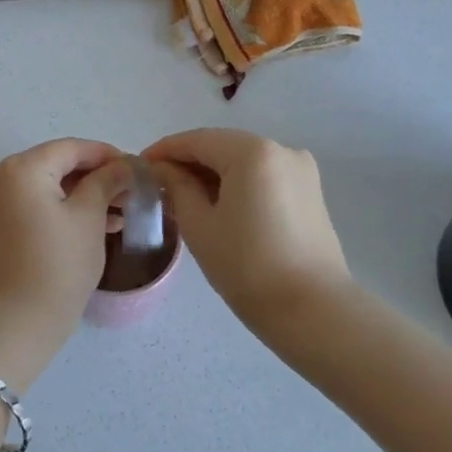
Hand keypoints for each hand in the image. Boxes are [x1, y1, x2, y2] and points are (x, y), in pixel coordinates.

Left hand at [0, 139, 132, 319]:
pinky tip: (101, 225)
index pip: (71, 148)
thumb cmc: (58, 263)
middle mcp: (3, 178)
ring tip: (123, 211)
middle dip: (97, 176)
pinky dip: (66, 210)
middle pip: (58, 165)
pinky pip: (38, 206)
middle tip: (131, 191)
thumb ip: (106, 182)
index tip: (137, 168)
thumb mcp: (89, 217)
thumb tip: (124, 165)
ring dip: (85, 195)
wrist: (18, 321)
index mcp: (22, 168)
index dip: (106, 155)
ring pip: (49, 188)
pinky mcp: (0, 228)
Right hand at [143, 129, 351, 328]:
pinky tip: (217, 205)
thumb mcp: (199, 225)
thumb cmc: (248, 266)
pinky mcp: (309, 191)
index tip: (138, 167)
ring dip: (212, 173)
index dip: (164, 151)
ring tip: (183, 198)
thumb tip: (163, 169)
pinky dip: (236, 183)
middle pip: (222, 146)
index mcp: (253, 152)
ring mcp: (300, 170)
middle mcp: (281, 149)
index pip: (196, 140)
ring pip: (242, 161)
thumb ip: (177, 187)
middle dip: (188, 162)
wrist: (313, 311)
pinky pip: (262, 176)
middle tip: (157, 185)